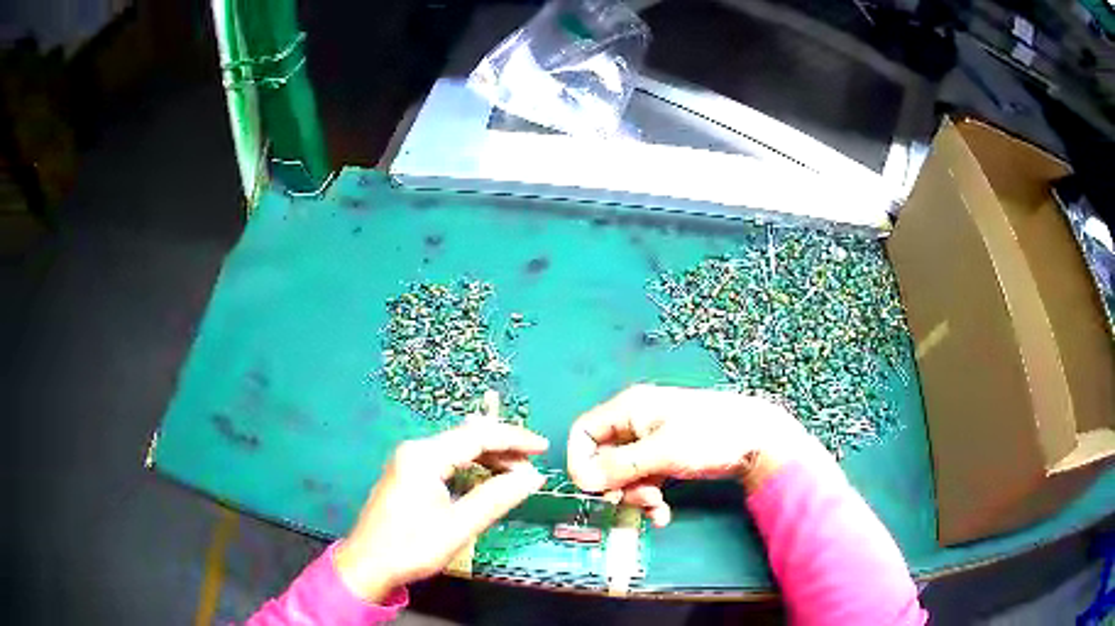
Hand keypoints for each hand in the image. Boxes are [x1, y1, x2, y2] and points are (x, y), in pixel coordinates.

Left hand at [335, 420, 547, 600]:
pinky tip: (486, 477)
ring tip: (516, 473)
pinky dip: (471, 466)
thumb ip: (496, 498)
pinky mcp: (407, 474)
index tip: (544, 448)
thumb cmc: (412, 547)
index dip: (514, 439)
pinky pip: (446, 460)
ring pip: (457, 449)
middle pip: (467, 438)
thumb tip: (532, 477)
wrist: (368, 564)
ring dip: (488, 458)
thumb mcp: (459, 526)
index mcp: (424, 456)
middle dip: (503, 448)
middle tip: (533, 465)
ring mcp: (408, 461)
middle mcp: (415, 450)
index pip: (478, 436)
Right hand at [566, 384, 827, 526]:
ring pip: (625, 474)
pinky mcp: (667, 457)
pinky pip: (645, 479)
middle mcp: (636, 422)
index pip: (584, 433)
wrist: (759, 440)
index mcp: (629, 409)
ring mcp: (653, 441)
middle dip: (616, 485)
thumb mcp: (661, 453)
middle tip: (639, 499)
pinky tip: (662, 514)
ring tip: (657, 507)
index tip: (592, 489)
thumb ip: (618, 467)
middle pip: (604, 457)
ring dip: (635, 495)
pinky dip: (649, 497)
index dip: (581, 461)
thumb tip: (582, 481)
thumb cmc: (708, 437)